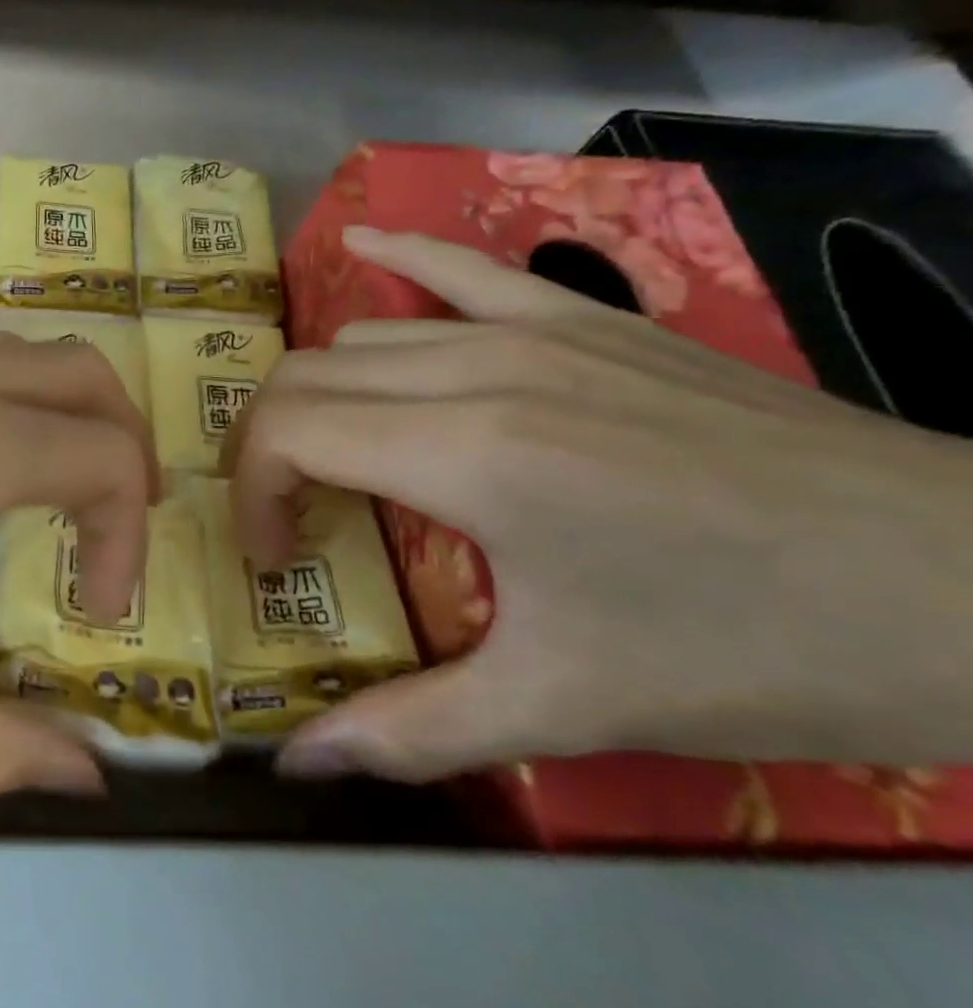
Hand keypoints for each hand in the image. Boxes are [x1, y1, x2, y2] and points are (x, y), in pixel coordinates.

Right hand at [230, 227, 972, 783]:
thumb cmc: (754, 650)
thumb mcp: (565, 708)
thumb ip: (410, 732)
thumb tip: (297, 764)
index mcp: (465, 454)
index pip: (287, 432)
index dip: (252, 495)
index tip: (278, 560)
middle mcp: (479, 370)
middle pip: (306, 378)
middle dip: (268, 448)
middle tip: (294, 521)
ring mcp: (536, 329)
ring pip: (361, 338)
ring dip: (321, 398)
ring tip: (341, 461)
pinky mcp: (588, 318)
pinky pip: (461, 268)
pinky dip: (398, 257)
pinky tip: (361, 243)